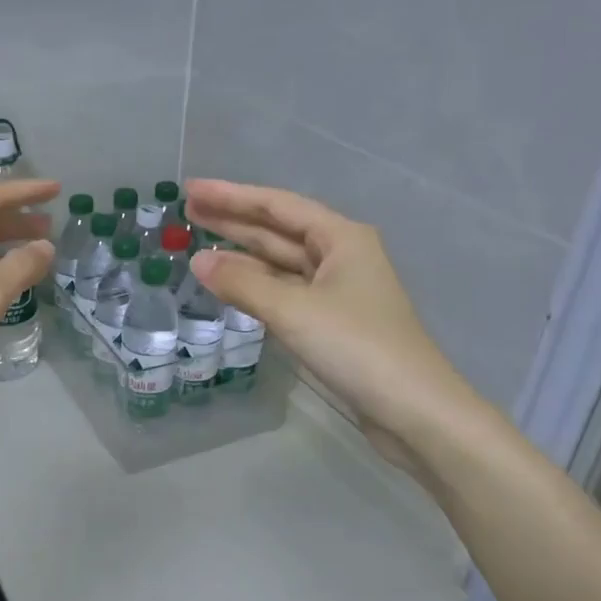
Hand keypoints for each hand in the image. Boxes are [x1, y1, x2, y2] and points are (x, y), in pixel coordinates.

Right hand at [184, 179, 488, 477]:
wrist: (414, 411)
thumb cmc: (357, 347)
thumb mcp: (294, 310)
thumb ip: (243, 283)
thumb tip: (198, 261)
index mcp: (341, 238)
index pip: (277, 205)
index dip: (231, 196)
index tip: (191, 189)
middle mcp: (341, 255)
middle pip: (278, 230)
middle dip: (233, 220)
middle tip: (186, 210)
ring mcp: (337, 290)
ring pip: (281, 262)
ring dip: (242, 254)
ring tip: (197, 244)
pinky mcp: (332, 322)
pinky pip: (285, 291)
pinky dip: (256, 286)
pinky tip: (230, 284)